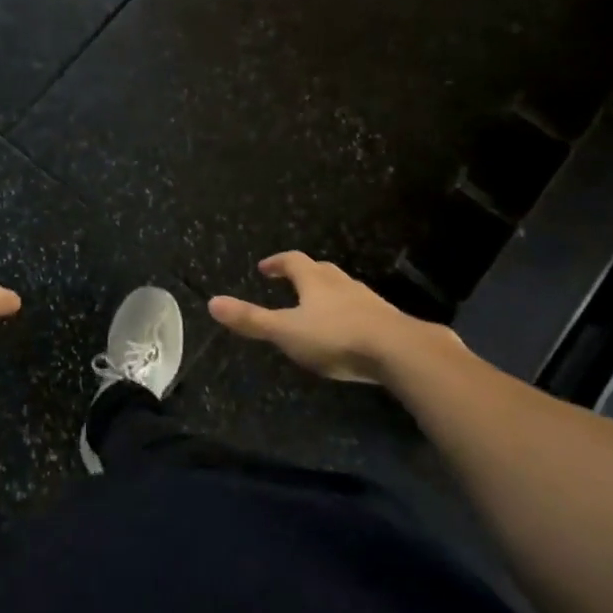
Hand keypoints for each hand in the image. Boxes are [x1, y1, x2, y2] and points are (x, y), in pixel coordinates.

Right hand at [209, 251, 448, 383]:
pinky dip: (351, 313)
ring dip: (329, 292)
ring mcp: (368, 301)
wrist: (400, 351)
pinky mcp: (387, 320)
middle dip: (305, 274)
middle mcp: (342, 284)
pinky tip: (350, 329)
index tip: (264, 268)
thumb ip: (251, 320)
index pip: (293, 261)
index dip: (277, 262)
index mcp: (315, 282)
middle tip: (291, 281)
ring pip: (344, 288)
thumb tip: (212, 302)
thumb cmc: (336, 338)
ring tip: (318, 306)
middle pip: (321, 270)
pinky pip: (364, 309)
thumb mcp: (286, 332)